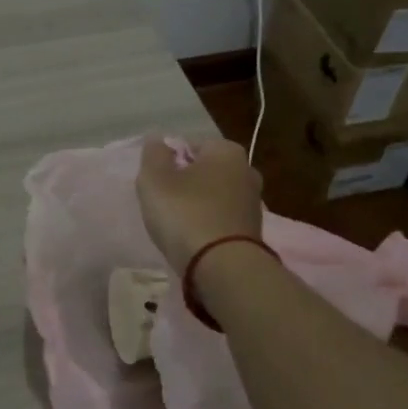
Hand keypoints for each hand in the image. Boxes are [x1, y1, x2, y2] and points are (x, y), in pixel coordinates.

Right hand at [136, 136, 264, 274]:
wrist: (223, 267)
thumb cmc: (186, 213)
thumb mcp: (155, 179)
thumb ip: (153, 154)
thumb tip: (158, 141)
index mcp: (227, 150)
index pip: (190, 144)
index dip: (168, 161)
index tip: (156, 182)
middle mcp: (247, 170)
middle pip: (204, 170)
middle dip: (185, 181)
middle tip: (163, 202)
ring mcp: (253, 202)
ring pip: (214, 195)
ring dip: (197, 204)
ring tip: (176, 224)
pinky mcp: (253, 231)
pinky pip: (222, 218)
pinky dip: (208, 224)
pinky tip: (194, 239)